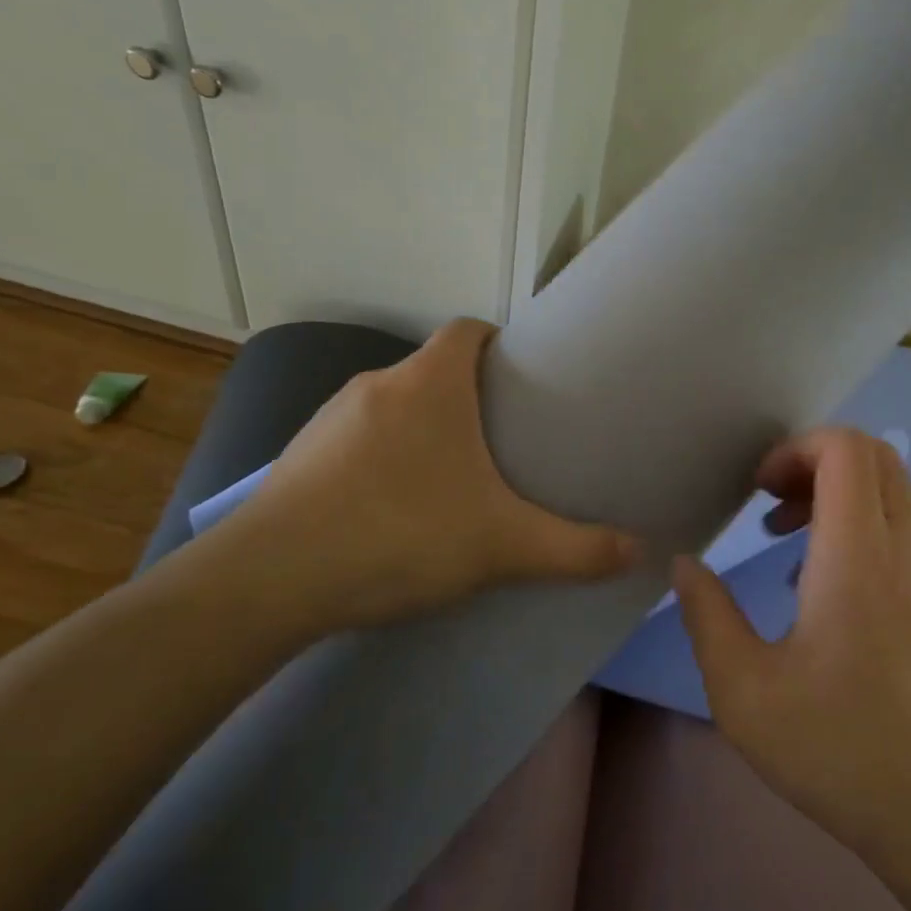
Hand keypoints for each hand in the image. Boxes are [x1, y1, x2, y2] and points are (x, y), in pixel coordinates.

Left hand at [196, 319, 637, 633]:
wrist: (270, 580)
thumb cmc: (400, 533)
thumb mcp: (502, 545)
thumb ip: (575, 549)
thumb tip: (641, 553)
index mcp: (429, 382)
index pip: (468, 329)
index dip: (499, 344)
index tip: (524, 380)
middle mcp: (378, 384)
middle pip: (434, 370)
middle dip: (469, 397)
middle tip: (503, 441)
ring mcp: (330, 418)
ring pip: (394, 407)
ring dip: (423, 429)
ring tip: (451, 479)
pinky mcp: (299, 456)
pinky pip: (356, 440)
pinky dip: (382, 459)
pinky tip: (392, 509)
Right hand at [672, 427, 910, 858]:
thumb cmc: (837, 748)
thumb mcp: (743, 689)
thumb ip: (707, 616)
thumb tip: (686, 566)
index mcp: (857, 556)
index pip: (847, 449)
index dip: (796, 449)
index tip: (757, 492)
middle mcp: (902, 550)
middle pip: (876, 455)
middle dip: (815, 460)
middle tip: (770, 502)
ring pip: (891, 490)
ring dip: (835, 492)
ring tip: (782, 538)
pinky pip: (897, 528)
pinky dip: (855, 524)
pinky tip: (815, 583)